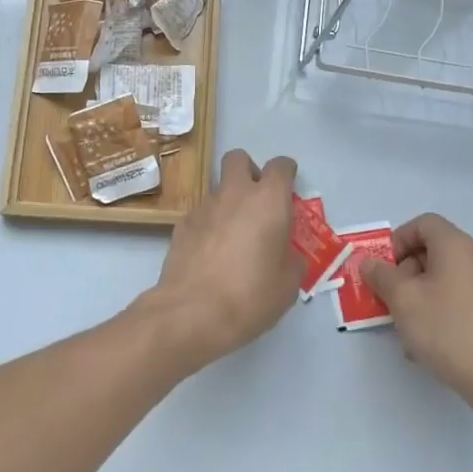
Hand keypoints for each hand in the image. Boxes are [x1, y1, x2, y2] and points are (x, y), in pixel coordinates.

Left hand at [140, 150, 300, 370]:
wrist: (192, 312)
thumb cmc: (250, 296)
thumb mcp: (288, 284)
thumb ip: (291, 259)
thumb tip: (285, 255)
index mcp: (268, 200)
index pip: (280, 166)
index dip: (286, 173)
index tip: (289, 191)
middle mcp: (235, 194)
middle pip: (239, 158)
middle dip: (249, 171)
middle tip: (257, 201)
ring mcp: (204, 207)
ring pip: (219, 188)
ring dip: (229, 202)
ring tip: (234, 237)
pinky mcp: (181, 225)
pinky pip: (202, 214)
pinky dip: (210, 224)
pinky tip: (212, 253)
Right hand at [360, 214, 472, 415]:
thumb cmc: (447, 329)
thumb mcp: (403, 299)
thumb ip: (381, 275)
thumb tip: (370, 263)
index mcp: (457, 246)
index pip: (423, 223)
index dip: (398, 240)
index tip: (385, 269)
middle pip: (433, 250)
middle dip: (405, 272)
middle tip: (390, 299)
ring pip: (443, 279)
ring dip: (419, 295)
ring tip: (405, 327)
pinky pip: (458, 300)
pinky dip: (438, 311)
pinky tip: (427, 343)